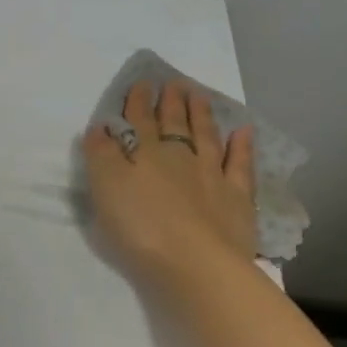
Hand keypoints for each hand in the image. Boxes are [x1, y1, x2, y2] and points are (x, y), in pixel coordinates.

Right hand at [83, 81, 256, 288]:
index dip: (138, 102)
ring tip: (199, 95)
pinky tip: (244, 131)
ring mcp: (212, 175)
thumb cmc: (141, 227)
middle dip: (171, 103)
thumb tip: (101, 127)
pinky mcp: (237, 198)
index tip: (141, 83)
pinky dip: (242, 146)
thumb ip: (101, 155)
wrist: (196, 263)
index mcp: (145, 154)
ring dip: (202, 115)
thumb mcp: (106, 189)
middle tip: (173, 83)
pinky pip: (240, 165)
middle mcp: (179, 157)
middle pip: (174, 124)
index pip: (139, 121)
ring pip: (206, 136)